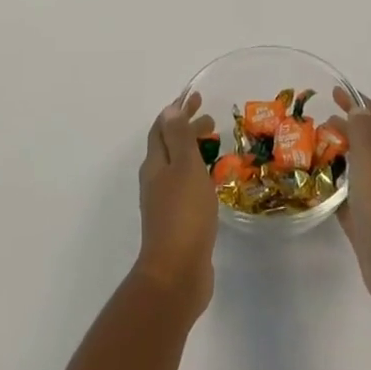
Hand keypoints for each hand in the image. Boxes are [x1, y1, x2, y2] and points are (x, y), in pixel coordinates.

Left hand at [135, 91, 218, 319]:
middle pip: (168, 147)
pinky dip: (197, 174)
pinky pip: (186, 187)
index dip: (177, 111)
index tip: (197, 97)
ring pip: (177, 167)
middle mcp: (155, 180)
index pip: (162, 129)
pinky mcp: (176, 222)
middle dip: (187, 129)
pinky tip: (212, 183)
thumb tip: (170, 109)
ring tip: (215, 147)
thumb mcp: (184, 168)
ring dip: (193, 151)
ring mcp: (163, 203)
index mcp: (155, 165)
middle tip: (212, 121)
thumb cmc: (183, 214)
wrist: (177, 272)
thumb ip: (178, 138)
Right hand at [324, 88, 370, 318]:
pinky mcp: (366, 224)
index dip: (357, 102)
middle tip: (313, 124)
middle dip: (344, 128)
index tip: (334, 91)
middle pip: (365, 142)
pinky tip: (314, 189)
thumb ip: (364, 132)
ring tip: (307, 152)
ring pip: (355, 169)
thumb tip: (359, 109)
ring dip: (336, 157)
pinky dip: (333, 188)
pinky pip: (346, 198)